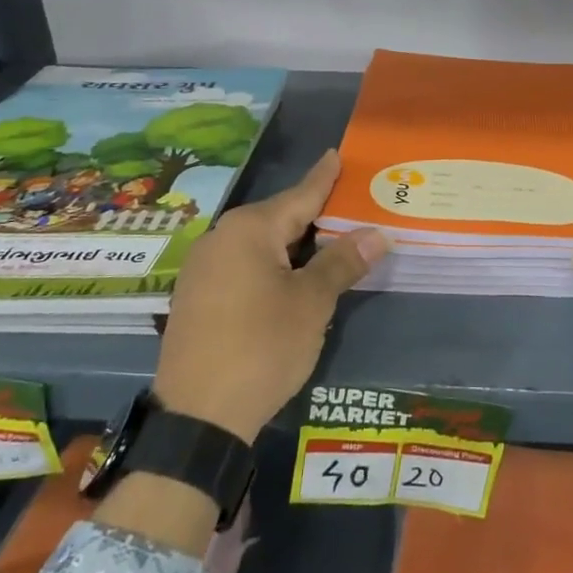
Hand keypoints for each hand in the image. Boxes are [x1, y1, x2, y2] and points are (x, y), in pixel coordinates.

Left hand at [151, 150, 387, 443]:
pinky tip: (290, 275)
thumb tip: (376, 233)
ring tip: (328, 241)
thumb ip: (342, 262)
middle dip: (314, 214)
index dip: (323, 177)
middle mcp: (221, 238)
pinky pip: (243, 264)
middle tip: (349, 206)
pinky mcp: (196, 296)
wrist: (197, 417)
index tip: (337, 154)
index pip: (300, 195)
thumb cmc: (262, 347)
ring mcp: (203, 268)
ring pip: (260, 243)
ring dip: (294, 243)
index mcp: (249, 229)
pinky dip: (271, 263)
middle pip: (279, 218)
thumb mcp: (311, 303)